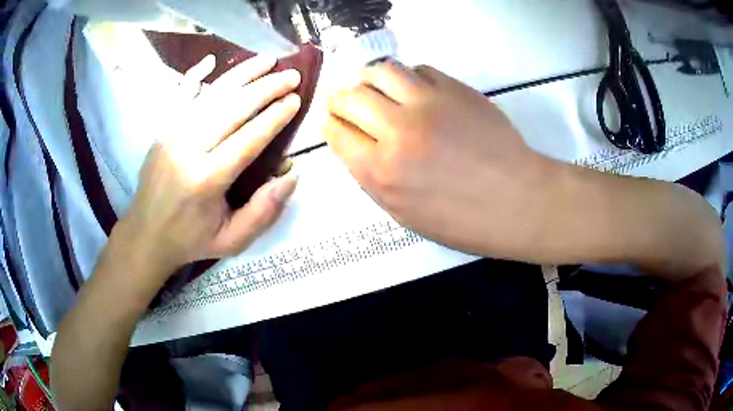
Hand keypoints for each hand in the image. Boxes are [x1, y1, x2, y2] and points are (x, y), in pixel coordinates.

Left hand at [116, 55, 301, 284]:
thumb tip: (291, 175)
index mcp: (205, 180)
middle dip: (265, 88)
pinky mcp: (163, 130)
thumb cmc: (190, 239)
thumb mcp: (232, 240)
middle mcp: (187, 149)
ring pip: (211, 96)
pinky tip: (212, 60)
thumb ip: (263, 212)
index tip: (295, 100)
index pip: (246, 139)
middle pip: (231, 109)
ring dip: (241, 74)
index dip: (274, 117)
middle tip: (292, 75)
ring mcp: (171, 135)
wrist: (146, 235)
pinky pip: (181, 95)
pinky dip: (197, 75)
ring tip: (268, 61)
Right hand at [325, 60, 558, 256]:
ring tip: (375, 88)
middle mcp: (397, 131)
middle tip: (346, 103)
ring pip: (380, 72)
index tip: (335, 123)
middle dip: (340, 100)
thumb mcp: (405, 214)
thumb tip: (357, 145)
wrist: (517, 201)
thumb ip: (373, 178)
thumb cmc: (463, 220)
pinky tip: (414, 90)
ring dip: (369, 78)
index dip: (331, 126)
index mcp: (381, 172)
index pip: (337, 133)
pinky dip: (408, 77)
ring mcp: (427, 104)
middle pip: (350, 97)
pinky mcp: (454, 89)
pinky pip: (418, 70)